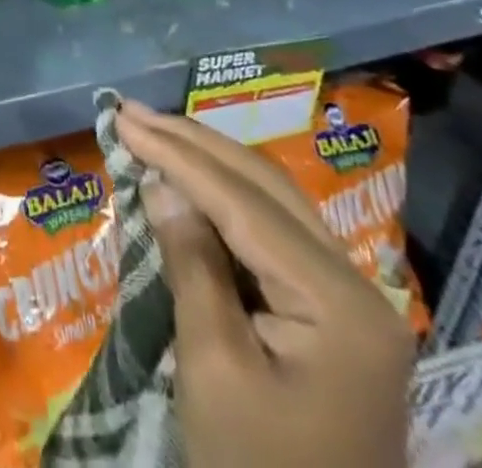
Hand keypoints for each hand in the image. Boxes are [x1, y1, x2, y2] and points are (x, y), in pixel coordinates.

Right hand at [116, 100, 413, 467]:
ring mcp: (352, 301)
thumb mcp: (212, 368)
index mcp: (340, 304)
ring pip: (272, 202)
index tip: (123, 119)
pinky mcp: (335, 315)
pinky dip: (227, 199)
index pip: (244, 203)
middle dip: (194, 144)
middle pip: (265, 188)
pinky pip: (275, 233)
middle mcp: (358, 286)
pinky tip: (191, 180)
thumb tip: (161, 183)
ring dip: (209, 163)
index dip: (178, 155)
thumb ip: (190, 262)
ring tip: (154, 131)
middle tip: (132, 113)